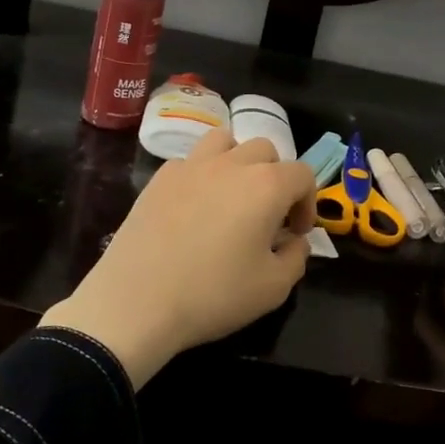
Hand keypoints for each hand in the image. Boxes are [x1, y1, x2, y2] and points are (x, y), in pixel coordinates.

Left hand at [40, 129, 315, 386]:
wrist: (136, 302)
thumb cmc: (213, 295)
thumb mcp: (273, 288)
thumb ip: (296, 257)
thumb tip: (294, 241)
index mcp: (266, 185)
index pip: (302, 174)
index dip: (308, 202)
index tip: (296, 233)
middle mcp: (231, 164)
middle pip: (265, 150)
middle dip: (275, 178)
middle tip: (267, 216)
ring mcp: (191, 166)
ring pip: (225, 142)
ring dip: (238, 162)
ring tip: (232, 196)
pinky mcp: (159, 178)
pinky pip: (190, 162)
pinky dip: (201, 176)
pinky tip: (193, 208)